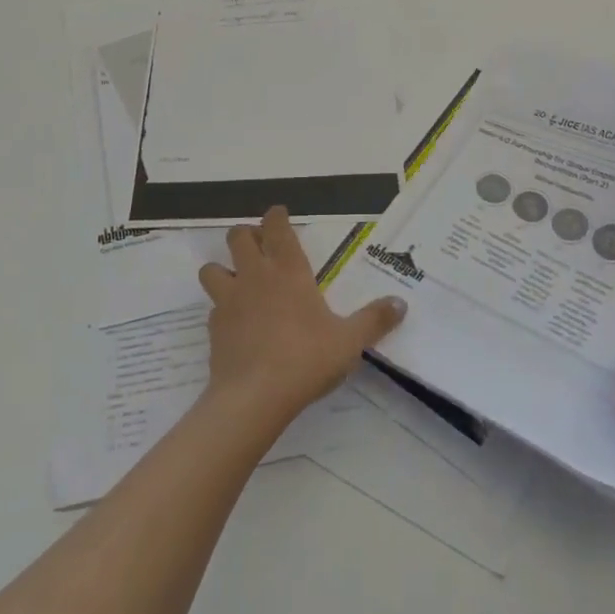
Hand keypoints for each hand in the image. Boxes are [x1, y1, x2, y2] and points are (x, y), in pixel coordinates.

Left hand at [198, 207, 406, 426]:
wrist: (254, 397)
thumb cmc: (306, 359)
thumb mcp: (349, 341)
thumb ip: (374, 320)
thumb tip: (401, 303)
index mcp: (288, 270)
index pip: (276, 226)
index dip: (276, 216)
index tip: (280, 215)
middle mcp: (255, 275)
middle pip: (238, 236)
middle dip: (246, 235)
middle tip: (261, 248)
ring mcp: (229, 299)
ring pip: (213, 268)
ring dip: (223, 269)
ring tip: (238, 282)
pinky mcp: (214, 327)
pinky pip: (213, 307)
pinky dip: (222, 309)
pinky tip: (235, 323)